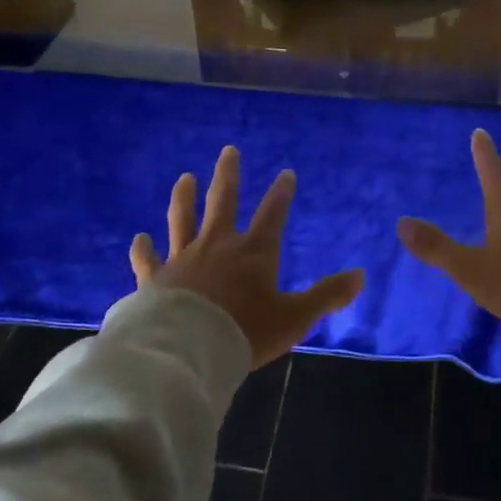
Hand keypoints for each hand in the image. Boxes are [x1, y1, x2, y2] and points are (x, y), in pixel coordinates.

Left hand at [131, 147, 364, 368]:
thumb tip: (361, 276)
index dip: (281, 194)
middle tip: (228, 151)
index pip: (272, 215)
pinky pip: (148, 260)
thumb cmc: (245, 332)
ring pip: (183, 219)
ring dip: (185, 197)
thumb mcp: (295, 318)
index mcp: (254, 253)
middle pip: (223, 202)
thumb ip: (327, 296)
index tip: (286, 173)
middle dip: (228, 176)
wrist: (188, 350)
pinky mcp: (155, 279)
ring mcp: (183, 259)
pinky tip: (139, 238)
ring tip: (185, 178)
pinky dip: (143, 249)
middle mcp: (218, 246)